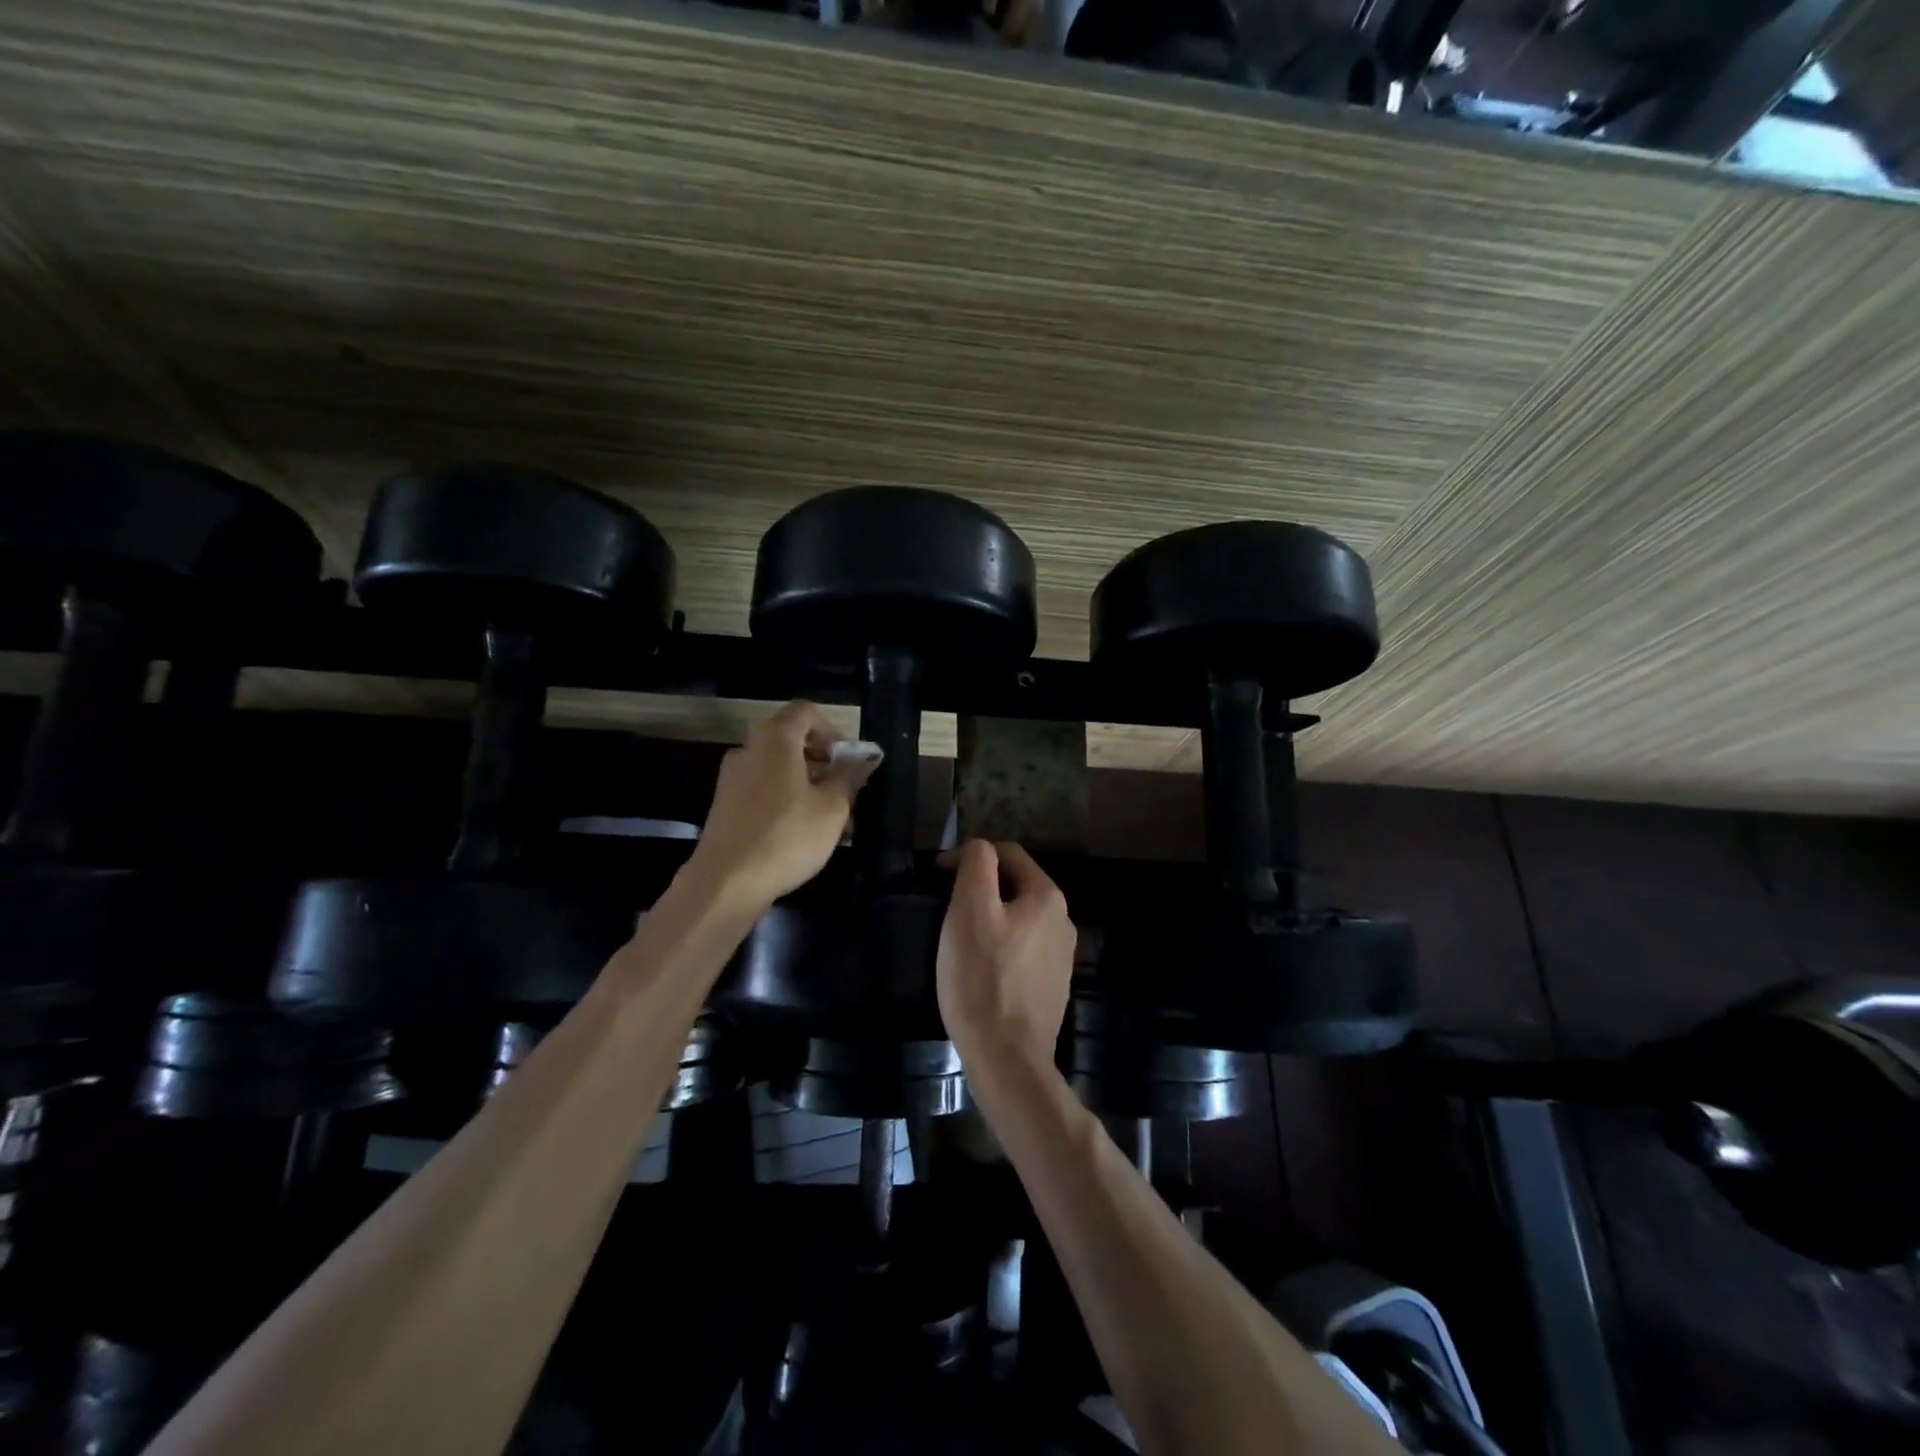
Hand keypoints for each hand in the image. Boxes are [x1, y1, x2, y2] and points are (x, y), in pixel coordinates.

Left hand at [685, 701, 871, 912]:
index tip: (848, 758)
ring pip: (777, 767)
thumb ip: (849, 778)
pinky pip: (762, 789)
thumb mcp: (832, 808)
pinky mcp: (725, 805)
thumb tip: (862, 761)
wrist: (726, 883)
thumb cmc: (787, 836)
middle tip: (844, 788)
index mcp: (775, 739)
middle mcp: (748, 749)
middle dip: (822, 759)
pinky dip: (785, 798)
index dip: (832, 729)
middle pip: (790, 739)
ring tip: (827, 815)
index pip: (805, 712)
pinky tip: (800, 831)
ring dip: (805, 782)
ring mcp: (732, 778)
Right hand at [936, 839, 1075, 1076]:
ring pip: (1018, 919)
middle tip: (944, 906)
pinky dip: (999, 947)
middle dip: (979, 887)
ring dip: (989, 917)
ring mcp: (1060, 957)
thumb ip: (976, 865)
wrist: (1007, 1059)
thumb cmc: (982, 978)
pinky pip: (1021, 951)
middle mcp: (1063, 921)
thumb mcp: (970, 909)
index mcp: (1047, 896)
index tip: (937, 876)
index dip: (969, 857)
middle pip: (1014, 886)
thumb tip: (979, 850)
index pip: (1007, 854)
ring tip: (957, 937)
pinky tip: (979, 968)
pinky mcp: (1051, 987)